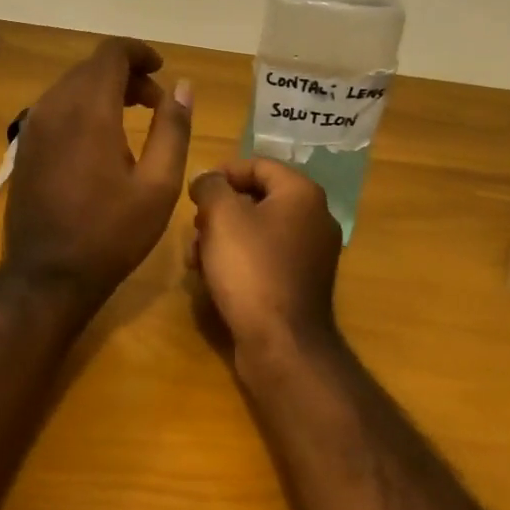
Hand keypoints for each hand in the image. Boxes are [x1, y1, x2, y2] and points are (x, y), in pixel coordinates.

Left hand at [2, 37, 192, 301]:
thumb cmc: (111, 233)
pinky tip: (102, 138)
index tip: (162, 70)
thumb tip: (182, 86)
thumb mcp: (158, 185)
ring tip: (133, 118)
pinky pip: (57, 106)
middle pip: (92, 67)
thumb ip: (173, 128)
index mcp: (89, 110)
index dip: (140, 52)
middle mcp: (55, 106)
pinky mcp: (25, 144)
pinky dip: (83, 105)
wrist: (46, 277)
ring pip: (72, 84)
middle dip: (127, 74)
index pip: (111, 53)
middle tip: (156, 103)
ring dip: (104, 89)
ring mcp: (34, 125)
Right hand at [187, 159, 342, 355]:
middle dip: (220, 210)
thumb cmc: (251, 269)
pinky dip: (240, 259)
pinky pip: (266, 257)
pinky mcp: (302, 283)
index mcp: (302, 193)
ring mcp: (312, 253)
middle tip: (195, 226)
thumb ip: (210, 186)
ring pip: (258, 230)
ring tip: (197, 257)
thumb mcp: (221, 216)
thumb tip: (207, 179)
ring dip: (224, 237)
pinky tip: (213, 278)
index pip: (258, 164)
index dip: (222, 172)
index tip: (195, 190)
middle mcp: (315, 218)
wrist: (282, 345)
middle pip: (258, 197)